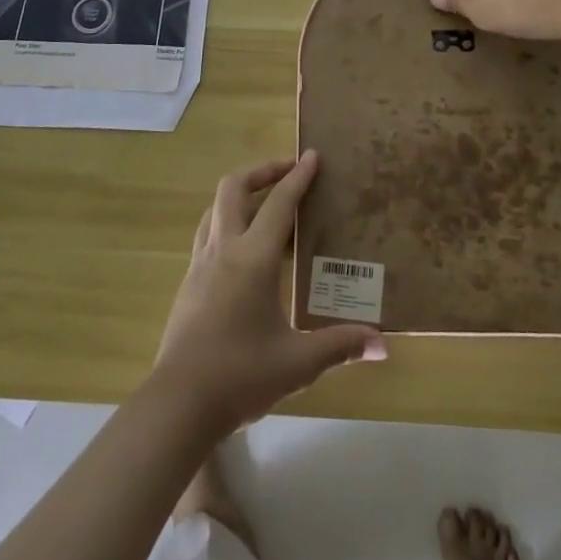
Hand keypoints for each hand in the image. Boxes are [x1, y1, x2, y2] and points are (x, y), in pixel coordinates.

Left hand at [154, 151, 385, 432]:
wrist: (178, 403)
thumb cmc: (240, 375)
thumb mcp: (298, 363)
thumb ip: (340, 346)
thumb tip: (382, 344)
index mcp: (252, 258)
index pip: (279, 204)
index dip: (298, 177)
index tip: (312, 156)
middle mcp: (223, 250)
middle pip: (233, 189)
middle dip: (261, 172)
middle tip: (287, 173)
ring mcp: (199, 265)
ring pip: (214, 209)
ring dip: (239, 195)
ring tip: (265, 206)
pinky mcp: (188, 283)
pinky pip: (207, 234)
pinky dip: (227, 223)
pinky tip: (243, 252)